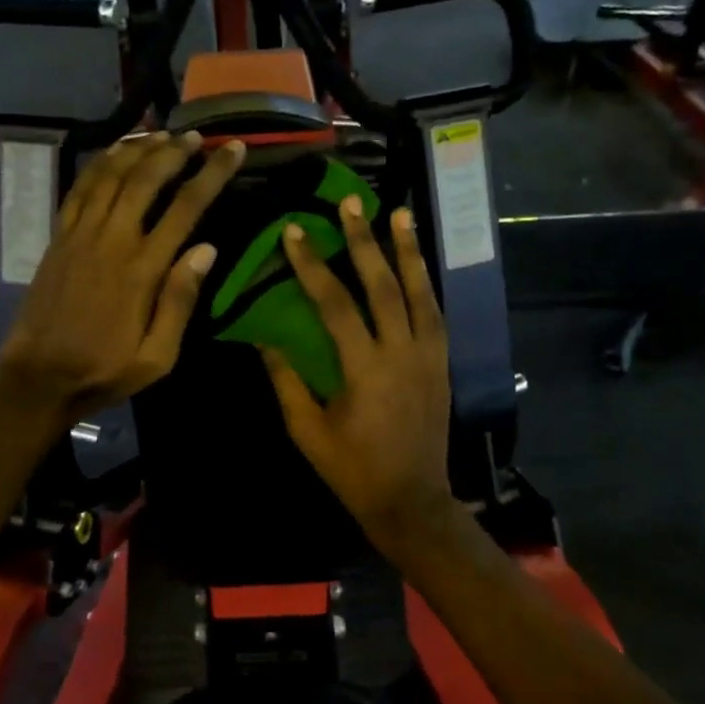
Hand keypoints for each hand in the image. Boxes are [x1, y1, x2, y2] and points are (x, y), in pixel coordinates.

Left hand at [0, 131, 244, 425]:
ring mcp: (80, 235)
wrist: (38, 377)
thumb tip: (207, 249)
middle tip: (198, 136)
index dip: (212, 174)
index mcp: (142, 269)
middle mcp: (111, 240)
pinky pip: (80, 188)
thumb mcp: (157, 356)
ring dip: (138, 149)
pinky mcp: (58, 238)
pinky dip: (100, 163)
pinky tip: (115, 151)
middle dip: (175, 151)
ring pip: (111, 175)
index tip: (232, 149)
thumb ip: (180, 301)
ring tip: (161, 133)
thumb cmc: (104, 371)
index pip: (185, 208)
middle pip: (146, 179)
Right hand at [259, 197, 456, 549]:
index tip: (295, 233)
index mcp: (365, 369)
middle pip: (383, 286)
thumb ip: (286, 380)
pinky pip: (435, 314)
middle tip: (351, 203)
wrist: (410, 500)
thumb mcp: (307, 430)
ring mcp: (429, 357)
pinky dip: (425, 284)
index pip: (335, 303)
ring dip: (408, 251)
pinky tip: (417, 265)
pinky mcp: (442, 365)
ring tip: (399, 214)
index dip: (312, 266)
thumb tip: (262, 337)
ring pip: (420, 293)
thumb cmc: (351, 469)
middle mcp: (402, 353)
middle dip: (364, 241)